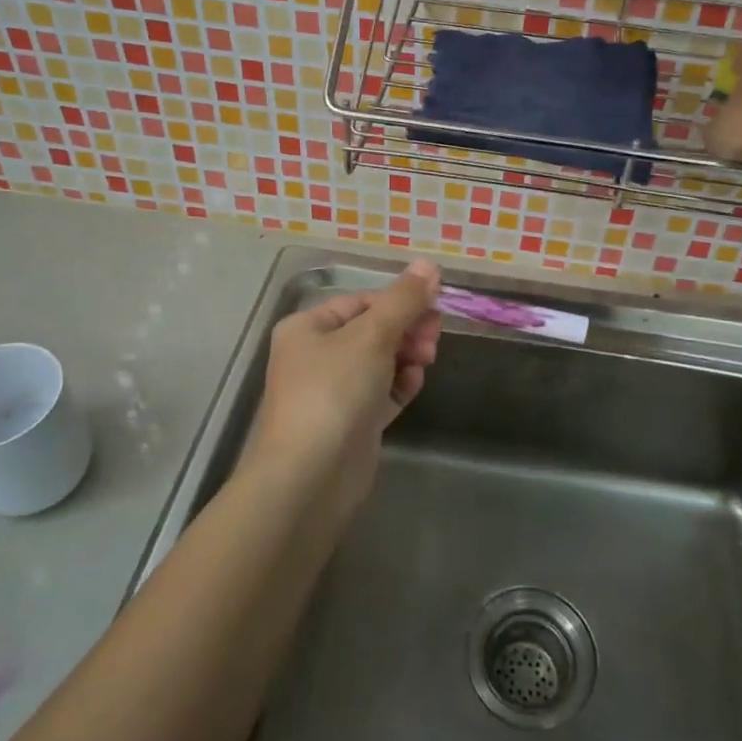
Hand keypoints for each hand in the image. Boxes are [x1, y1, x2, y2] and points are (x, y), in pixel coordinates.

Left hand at [239, 261, 442, 519]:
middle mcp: (316, 357)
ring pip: (379, 362)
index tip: (433, 308)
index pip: (360, 302)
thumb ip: (403, 300)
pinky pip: (381, 393)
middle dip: (406, 330)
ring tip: (426, 361)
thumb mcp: (372, 336)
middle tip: (434, 338)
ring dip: (406, 356)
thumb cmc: (334, 391)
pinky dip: (399, 385)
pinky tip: (414, 384)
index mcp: (307, 328)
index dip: (398, 302)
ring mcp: (333, 392)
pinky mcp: (350, 423)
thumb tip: (429, 264)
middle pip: (372, 331)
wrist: (309, 476)